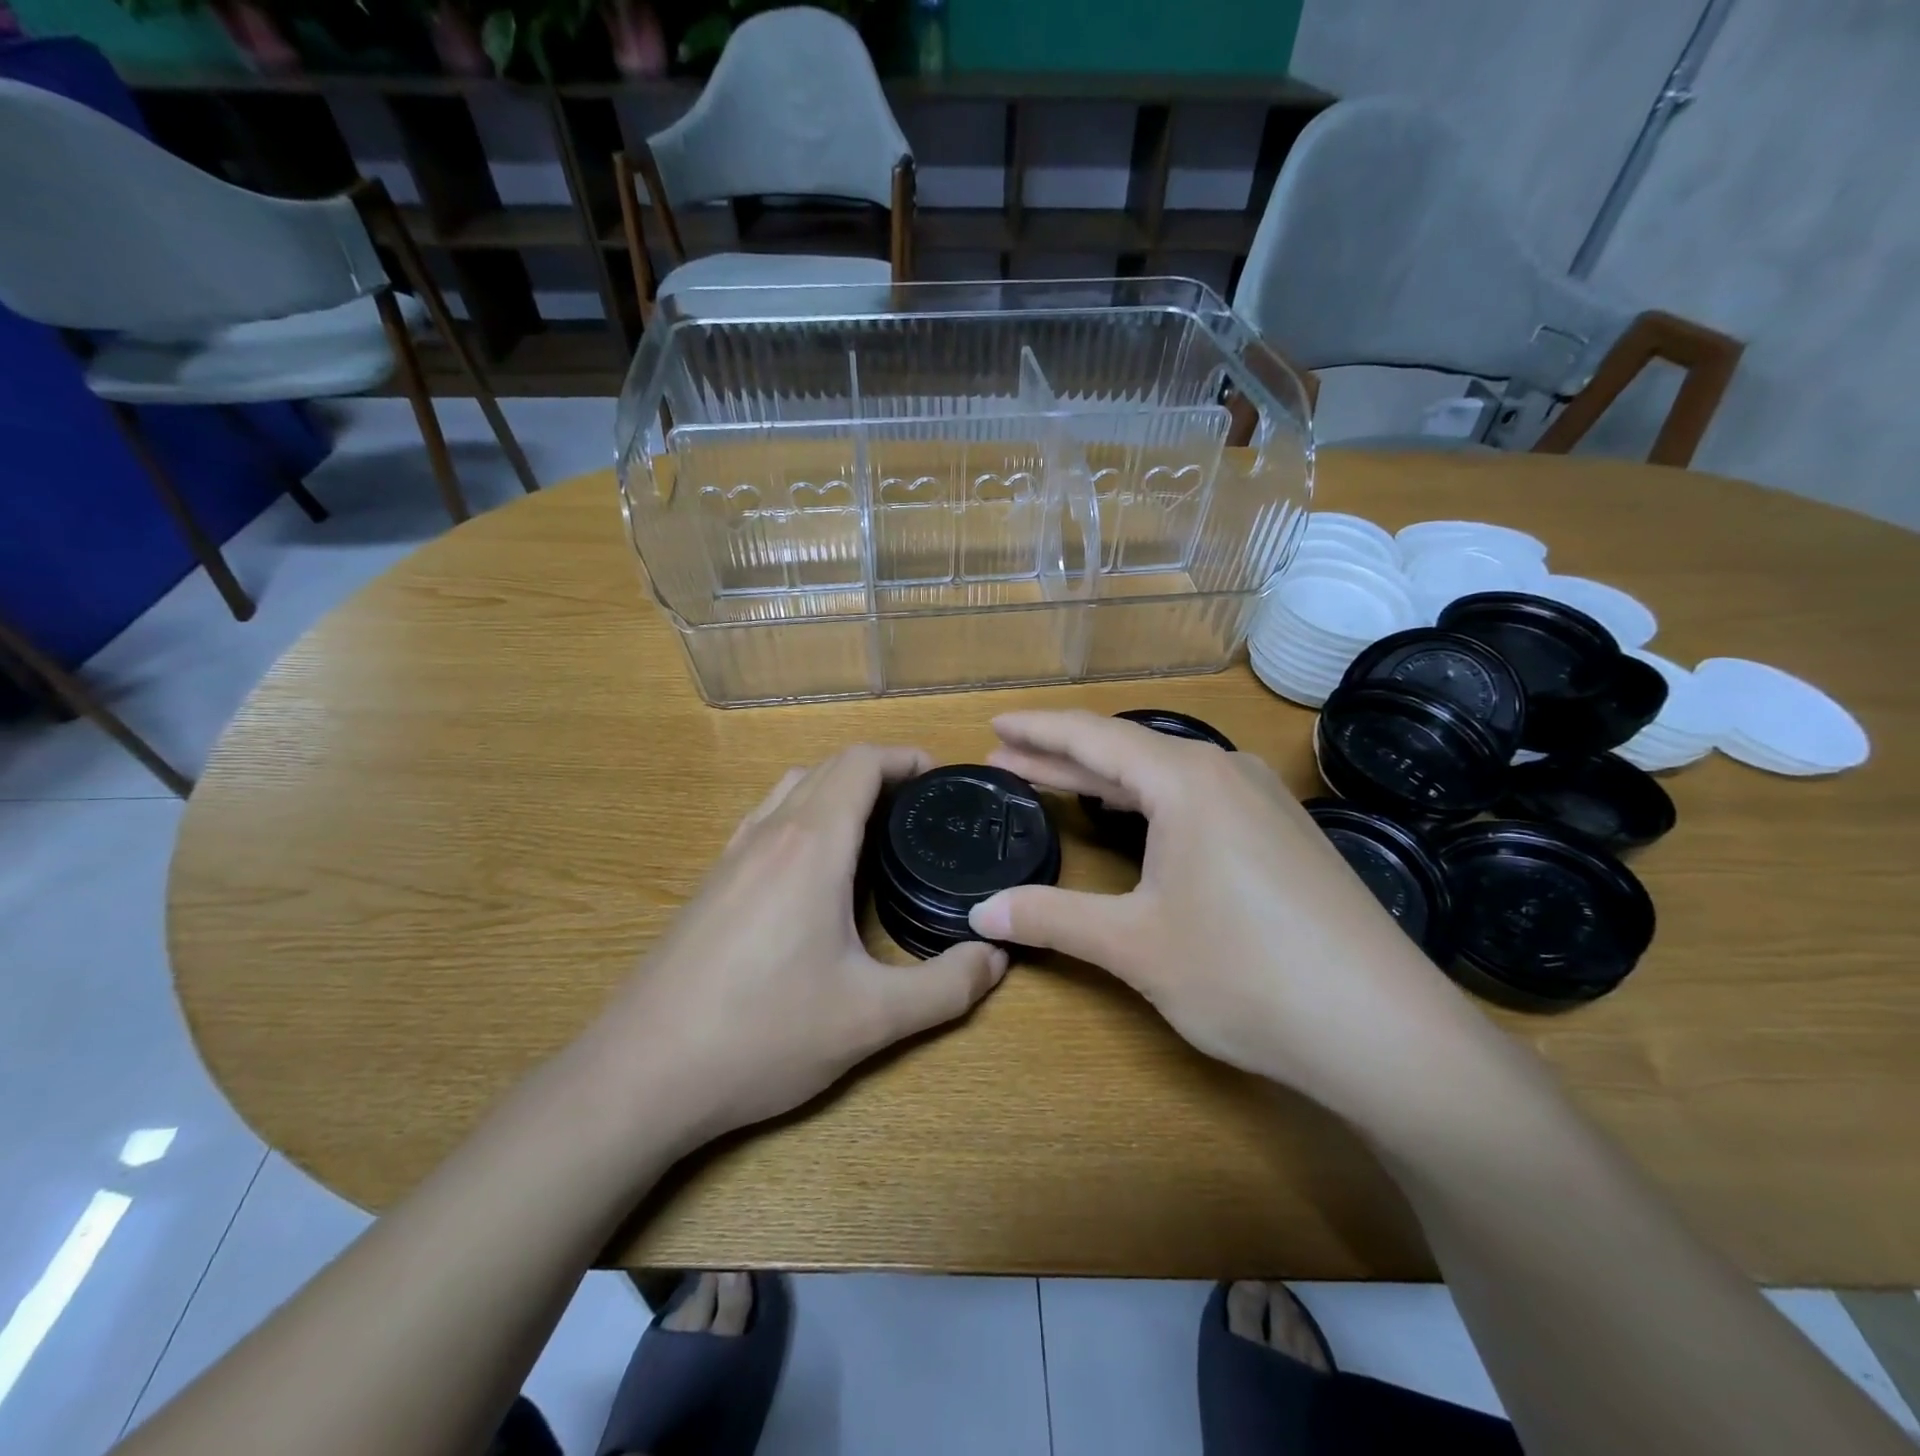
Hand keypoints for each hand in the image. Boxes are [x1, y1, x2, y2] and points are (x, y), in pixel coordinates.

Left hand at [593, 745, 1008, 1146]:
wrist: (639, 1075)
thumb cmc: (762, 1035)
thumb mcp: (870, 1019)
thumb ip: (946, 987)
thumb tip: (996, 958)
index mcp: (811, 845)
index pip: (860, 763)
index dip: (904, 758)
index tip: (939, 779)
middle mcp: (769, 834)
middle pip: (827, 768)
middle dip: (878, 773)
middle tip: (919, 810)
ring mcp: (730, 857)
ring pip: (790, 790)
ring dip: (835, 791)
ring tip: (872, 832)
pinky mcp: (708, 885)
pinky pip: (764, 822)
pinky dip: (801, 817)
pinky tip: (812, 874)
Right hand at [967, 711, 1487, 1118]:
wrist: (1384, 1031)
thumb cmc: (1245, 974)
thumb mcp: (1134, 945)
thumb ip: (1052, 918)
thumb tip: (981, 913)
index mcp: (1186, 780)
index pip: (1092, 736)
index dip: (1037, 729)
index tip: (994, 723)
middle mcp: (1226, 772)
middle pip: (1127, 749)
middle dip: (1062, 754)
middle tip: (1007, 756)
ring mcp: (1263, 801)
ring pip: (1165, 774)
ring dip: (1107, 778)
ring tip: (1056, 781)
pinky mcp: (1284, 833)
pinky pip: (1198, 797)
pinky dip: (1149, 800)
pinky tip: (1136, 818)